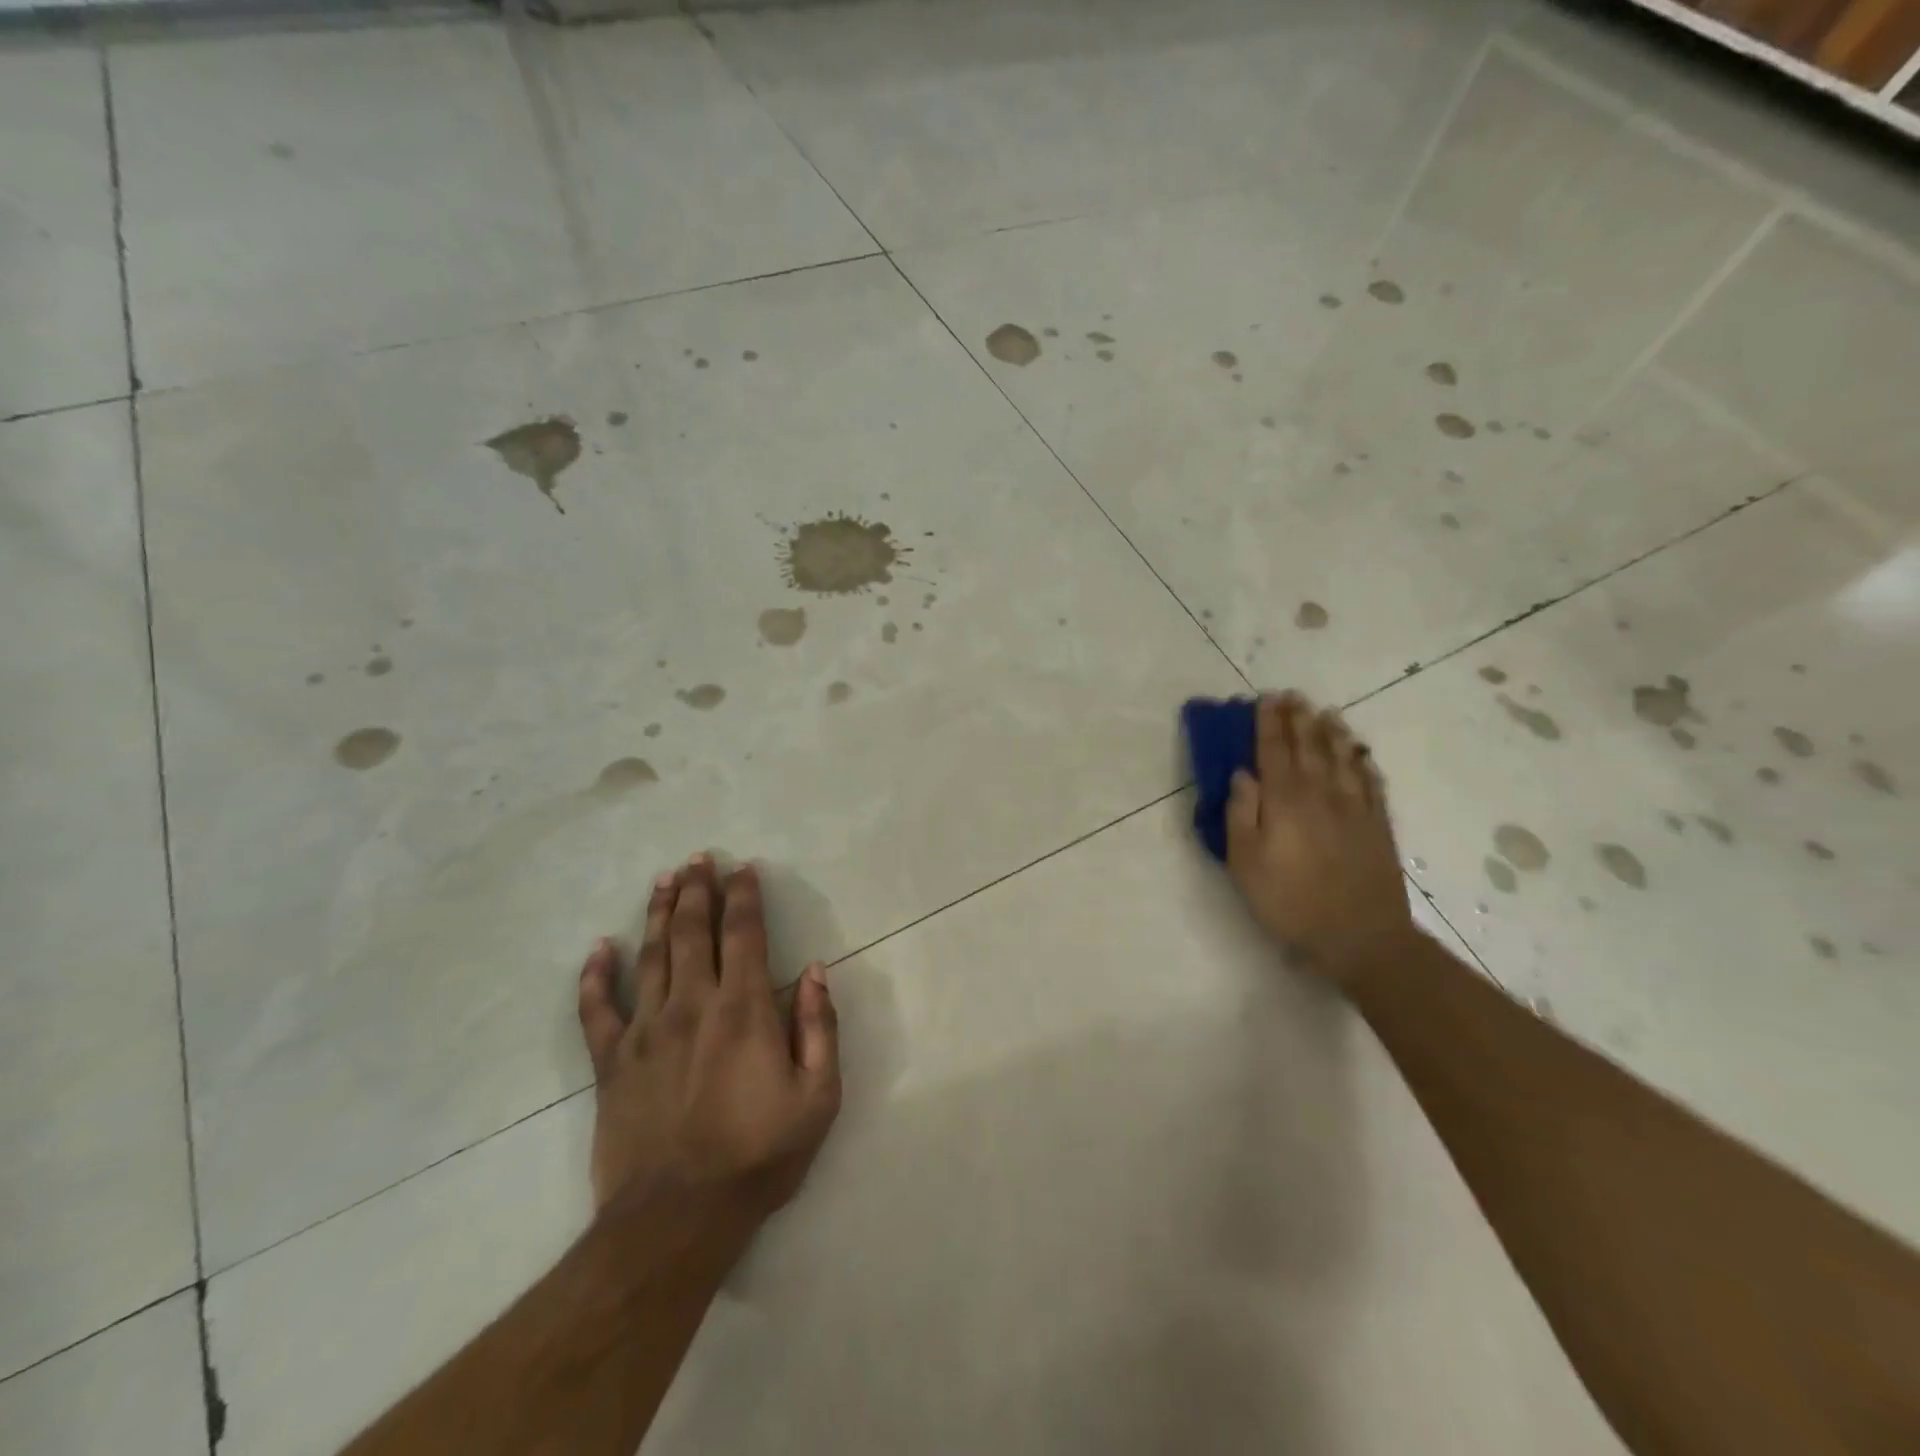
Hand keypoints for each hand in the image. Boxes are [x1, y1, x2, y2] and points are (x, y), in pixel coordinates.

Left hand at [576, 855, 840, 1225]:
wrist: (677, 1218)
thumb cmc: (758, 1155)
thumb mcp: (818, 1096)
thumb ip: (820, 1028)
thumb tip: (816, 971)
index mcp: (744, 1010)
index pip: (745, 935)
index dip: (745, 896)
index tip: (743, 869)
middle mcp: (693, 1005)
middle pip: (694, 932)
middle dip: (698, 890)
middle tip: (698, 858)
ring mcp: (646, 1030)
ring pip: (651, 955)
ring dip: (659, 913)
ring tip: (664, 880)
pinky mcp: (611, 1062)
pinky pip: (597, 1009)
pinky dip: (595, 975)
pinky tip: (599, 948)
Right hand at [1225, 692, 1416, 984]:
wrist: (1359, 937)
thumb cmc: (1289, 902)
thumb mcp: (1245, 863)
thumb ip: (1241, 814)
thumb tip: (1243, 775)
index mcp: (1285, 801)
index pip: (1273, 751)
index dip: (1268, 724)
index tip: (1265, 699)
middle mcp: (1321, 794)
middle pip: (1309, 748)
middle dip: (1299, 719)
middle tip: (1293, 695)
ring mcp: (1355, 809)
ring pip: (1343, 759)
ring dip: (1332, 733)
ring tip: (1326, 712)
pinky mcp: (1378, 827)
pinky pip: (1371, 783)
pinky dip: (1363, 763)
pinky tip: (1360, 754)